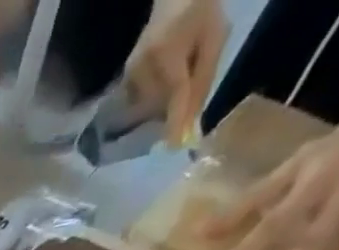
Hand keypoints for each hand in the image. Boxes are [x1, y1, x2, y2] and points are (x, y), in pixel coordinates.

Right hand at [123, 0, 227, 144]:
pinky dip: (153, 100)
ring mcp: (129, 74)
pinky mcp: (124, 80)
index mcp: (167, 53)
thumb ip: (202, 83)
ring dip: (164, 102)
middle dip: (175, 105)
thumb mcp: (214, 40)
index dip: (176, 121)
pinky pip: (140, 102)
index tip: (176, 148)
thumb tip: (192, 125)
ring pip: (150, 105)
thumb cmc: (200, 12)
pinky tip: (162, 83)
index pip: (174, 94)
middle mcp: (142, 67)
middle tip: (187, 87)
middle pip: (160, 104)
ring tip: (176, 76)